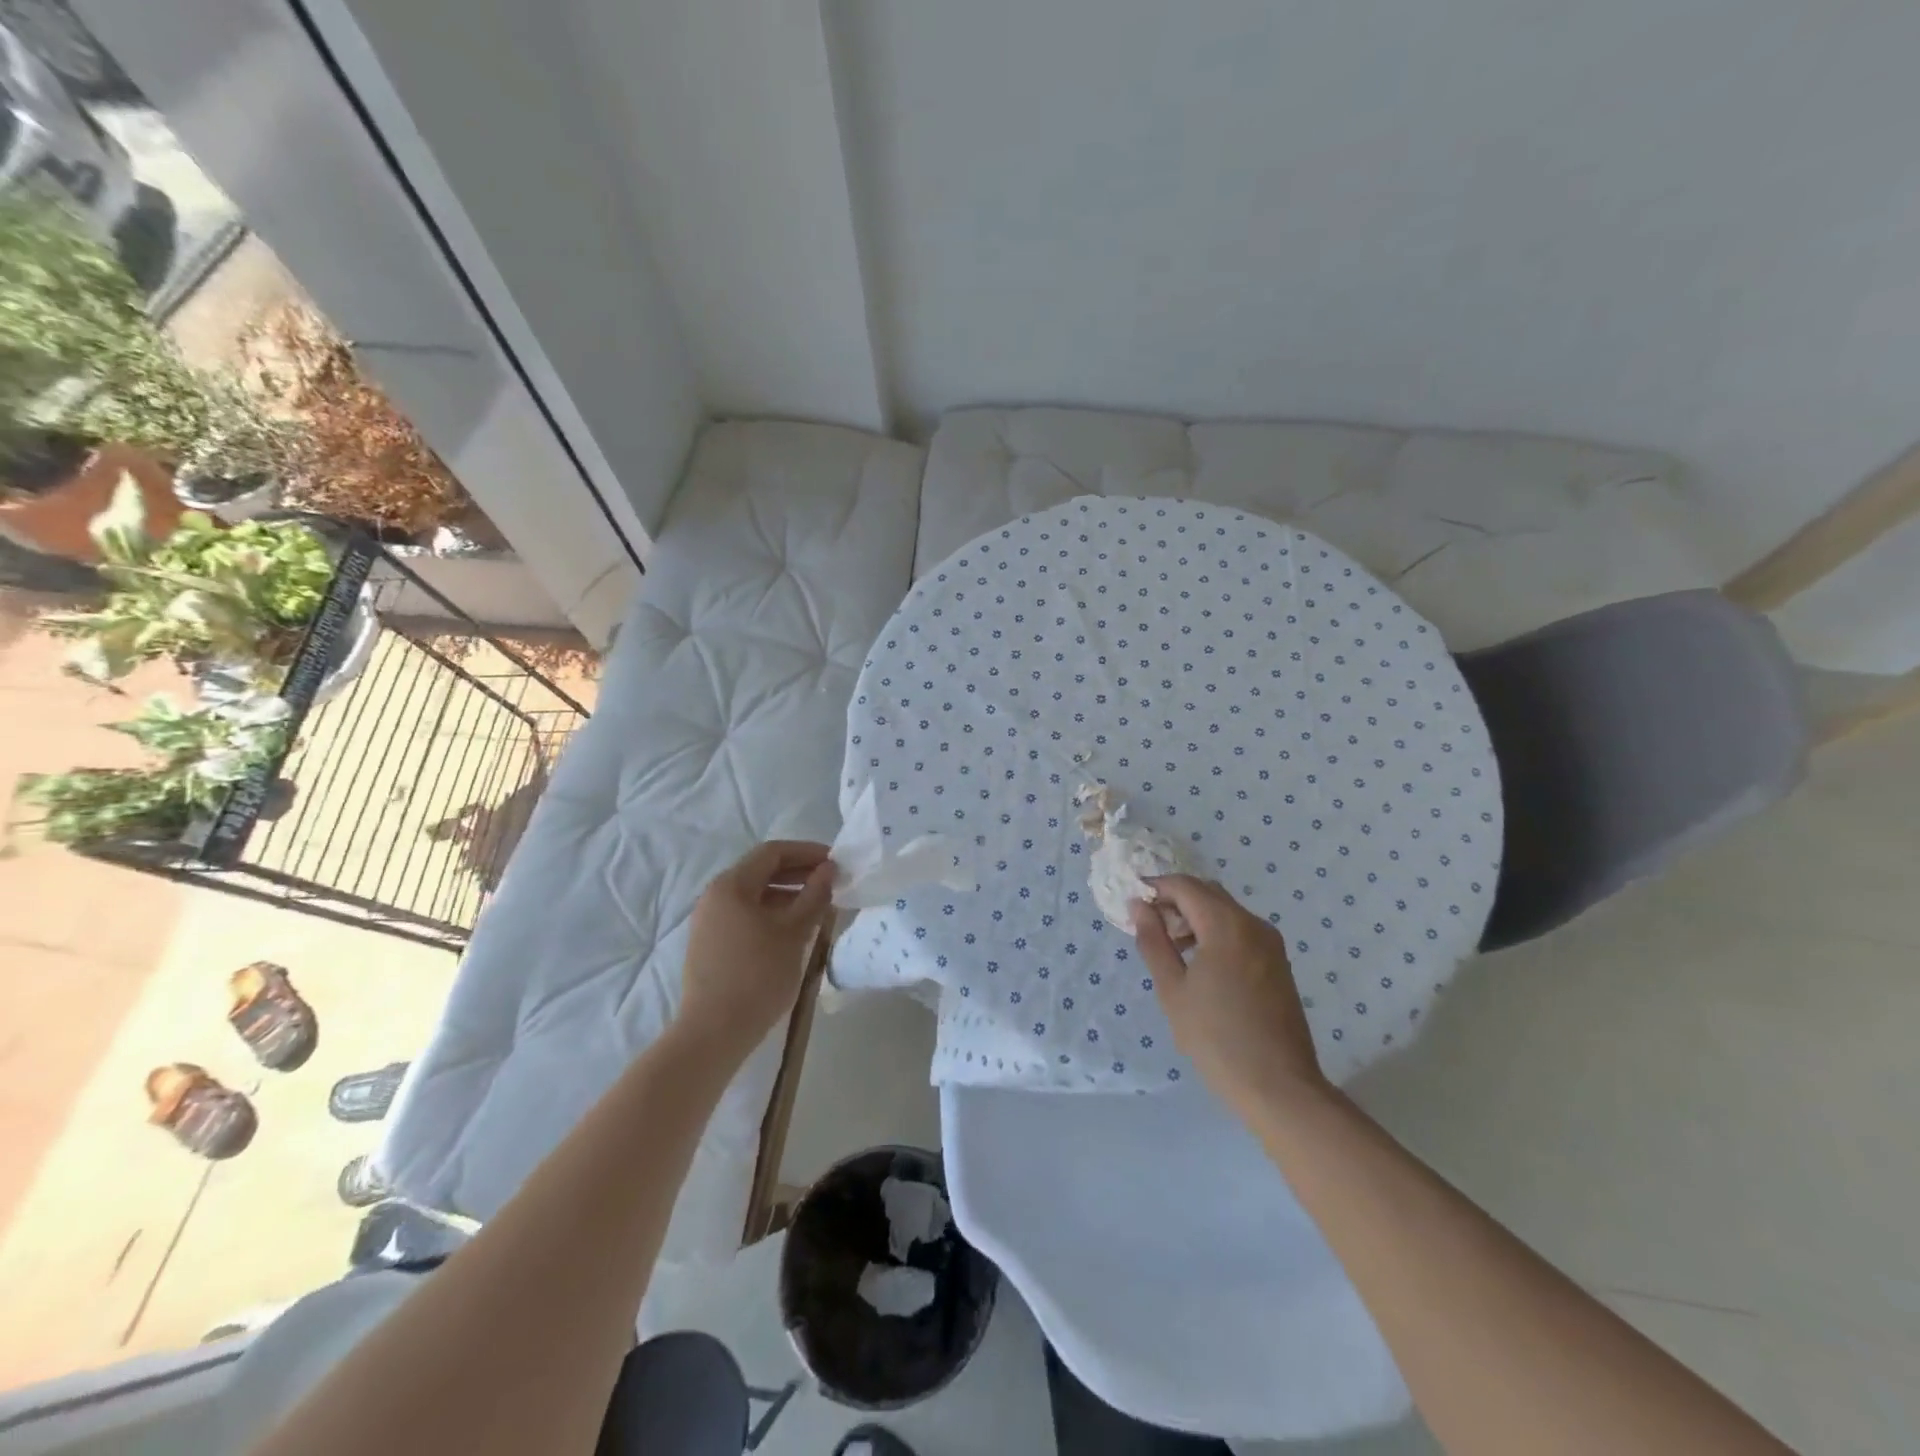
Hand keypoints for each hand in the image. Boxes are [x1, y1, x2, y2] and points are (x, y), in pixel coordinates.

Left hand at [677, 841, 834, 1061]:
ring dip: (787, 895)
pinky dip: (772, 914)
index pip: (773, 852)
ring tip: (818, 907)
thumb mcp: (794, 932)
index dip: (807, 852)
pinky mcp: (710, 944)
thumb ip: (814, 895)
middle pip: (761, 871)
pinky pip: (745, 915)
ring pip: (754, 895)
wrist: (713, 1032)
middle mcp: (715, 896)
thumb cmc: (758, 975)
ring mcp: (709, 921)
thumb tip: (829, 869)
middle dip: (798, 873)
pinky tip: (794, 931)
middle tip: (831, 883)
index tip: (836, 862)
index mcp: (731, 885)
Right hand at [1133, 875, 1326, 1111]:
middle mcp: (1253, 924)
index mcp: (1227, 925)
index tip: (1132, 904)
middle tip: (1149, 926)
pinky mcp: (1278, 963)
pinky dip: (1215, 933)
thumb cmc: (1216, 1038)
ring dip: (1195, 917)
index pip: (1185, 886)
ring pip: (1225, 911)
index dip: (1156, 888)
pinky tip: (1200, 965)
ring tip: (1171, 949)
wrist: (1280, 1088)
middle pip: (1207, 893)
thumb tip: (1139, 906)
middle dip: (1175, 901)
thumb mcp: (1172, 990)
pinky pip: (1240, 931)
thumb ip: (1153, 941)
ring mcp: (1271, 944)